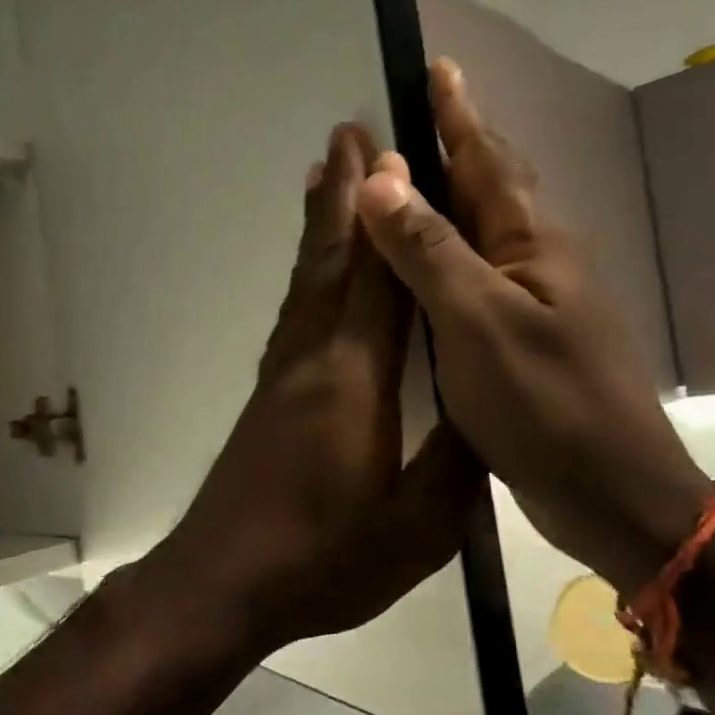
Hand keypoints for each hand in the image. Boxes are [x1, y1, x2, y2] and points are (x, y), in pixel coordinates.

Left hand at [145, 122, 482, 656]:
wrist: (223, 582)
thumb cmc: (323, 559)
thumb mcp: (416, 528)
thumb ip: (457, 460)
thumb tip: (490, 404)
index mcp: (354, 379)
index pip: (378, 277)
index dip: (388, 213)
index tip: (392, 152)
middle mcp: (312, 359)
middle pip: (330, 260)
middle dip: (342, 195)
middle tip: (348, 133)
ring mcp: (282, 375)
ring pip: (305, 280)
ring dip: (318, 224)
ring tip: (323, 176)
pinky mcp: (268, 396)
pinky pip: (293, 311)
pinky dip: (305, 272)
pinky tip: (311, 272)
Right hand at [355, 61, 713, 591]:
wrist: (613, 494)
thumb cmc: (547, 405)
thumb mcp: (479, 322)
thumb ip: (429, 250)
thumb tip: (380, 177)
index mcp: (532, 244)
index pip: (487, 159)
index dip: (458, 114)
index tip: (437, 66)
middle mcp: (537, 262)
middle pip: (489, 188)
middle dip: (449, 148)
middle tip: (405, 121)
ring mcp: (534, 304)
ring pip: (481, 236)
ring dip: (442, 204)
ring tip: (402, 186)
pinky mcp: (523, 342)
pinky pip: (475, 280)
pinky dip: (442, 260)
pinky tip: (421, 272)